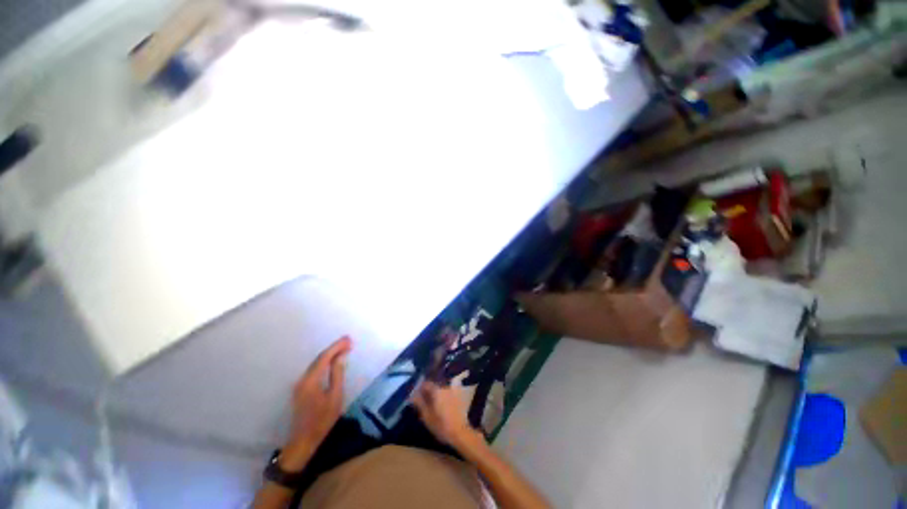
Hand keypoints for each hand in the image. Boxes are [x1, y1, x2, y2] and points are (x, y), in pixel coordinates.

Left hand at [282, 336, 351, 469]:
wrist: (303, 441)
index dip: (337, 346)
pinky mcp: (301, 389)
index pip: (324, 357)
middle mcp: (303, 379)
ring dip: (330, 354)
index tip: (349, 339)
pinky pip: (314, 369)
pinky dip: (325, 362)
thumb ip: (337, 374)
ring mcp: (300, 384)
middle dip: (334, 348)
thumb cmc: (322, 420)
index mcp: (310, 380)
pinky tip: (333, 361)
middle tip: (349, 341)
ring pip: (316, 363)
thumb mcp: (335, 397)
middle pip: (319, 358)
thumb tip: (341, 356)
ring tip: (344, 348)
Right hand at [412, 381, 483, 450]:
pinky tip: (441, 405)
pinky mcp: (458, 396)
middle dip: (428, 391)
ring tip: (432, 404)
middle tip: (423, 400)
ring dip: (435, 394)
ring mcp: (453, 390)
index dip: (420, 388)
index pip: (426, 383)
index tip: (416, 395)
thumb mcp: (427, 416)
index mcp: (437, 390)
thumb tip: (413, 395)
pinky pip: (447, 392)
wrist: (460, 432)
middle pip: (434, 385)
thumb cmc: (441, 425)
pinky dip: (442, 396)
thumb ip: (420, 403)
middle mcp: (445, 387)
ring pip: (441, 389)